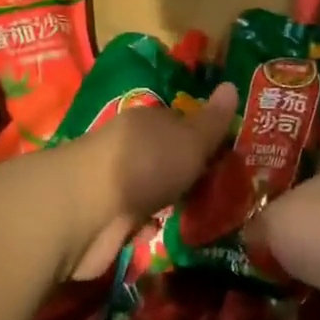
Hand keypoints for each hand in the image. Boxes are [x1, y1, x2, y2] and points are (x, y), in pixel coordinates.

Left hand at [63, 83, 238, 280]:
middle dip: (188, 174)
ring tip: (204, 216)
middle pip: (166, 158)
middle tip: (223, 191)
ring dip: (169, 202)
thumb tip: (232, 85)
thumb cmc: (144, 164)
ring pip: (152, 190)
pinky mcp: (106, 219)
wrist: (87, 211)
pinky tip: (168, 234)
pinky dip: (149, 227)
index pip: (181, 123)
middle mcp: (129, 149)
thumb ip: (212, 121)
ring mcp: (116, 184)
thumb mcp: (190, 140)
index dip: (204, 139)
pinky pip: (137, 220)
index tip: (228, 157)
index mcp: (148, 122)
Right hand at [250, 169, 319, 319]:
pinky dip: (315, 312)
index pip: (302, 191)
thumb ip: (260, 225)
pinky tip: (286, 319)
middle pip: (315, 230)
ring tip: (262, 297)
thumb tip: (252, 236)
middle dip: (290, 249)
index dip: (277, 209)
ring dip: (303, 282)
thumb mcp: (272, 217)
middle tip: (252, 267)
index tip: (252, 231)